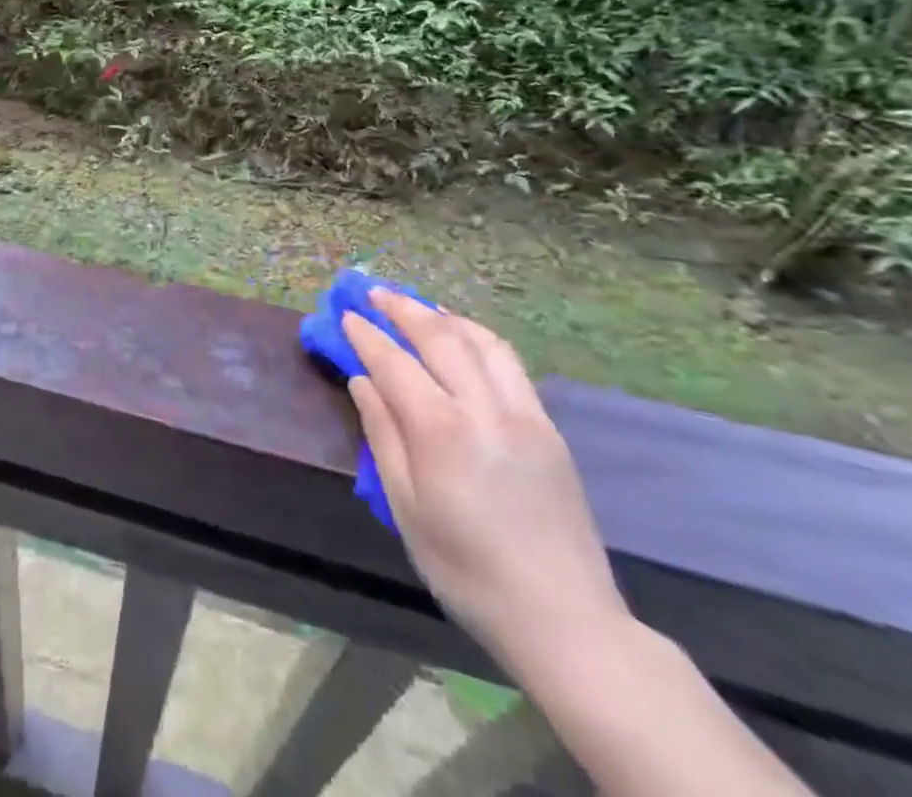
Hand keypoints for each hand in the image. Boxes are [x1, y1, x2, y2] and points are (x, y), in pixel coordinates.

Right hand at [344, 291, 629, 677]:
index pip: (394, 363)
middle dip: (402, 308)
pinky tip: (464, 338)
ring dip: (444, 315)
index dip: (366, 335)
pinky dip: (479, 337)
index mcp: (442, 431)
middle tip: (374, 292)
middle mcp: (484, 408)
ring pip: (480, 340)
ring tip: (418, 306)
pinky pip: (510, 362)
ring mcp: (523, 413)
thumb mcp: (406, 509)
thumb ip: (383, 436)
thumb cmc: (467, 570)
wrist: (565, 619)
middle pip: (439, 337)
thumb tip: (362, 382)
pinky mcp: (548, 426)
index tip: (346, 315)